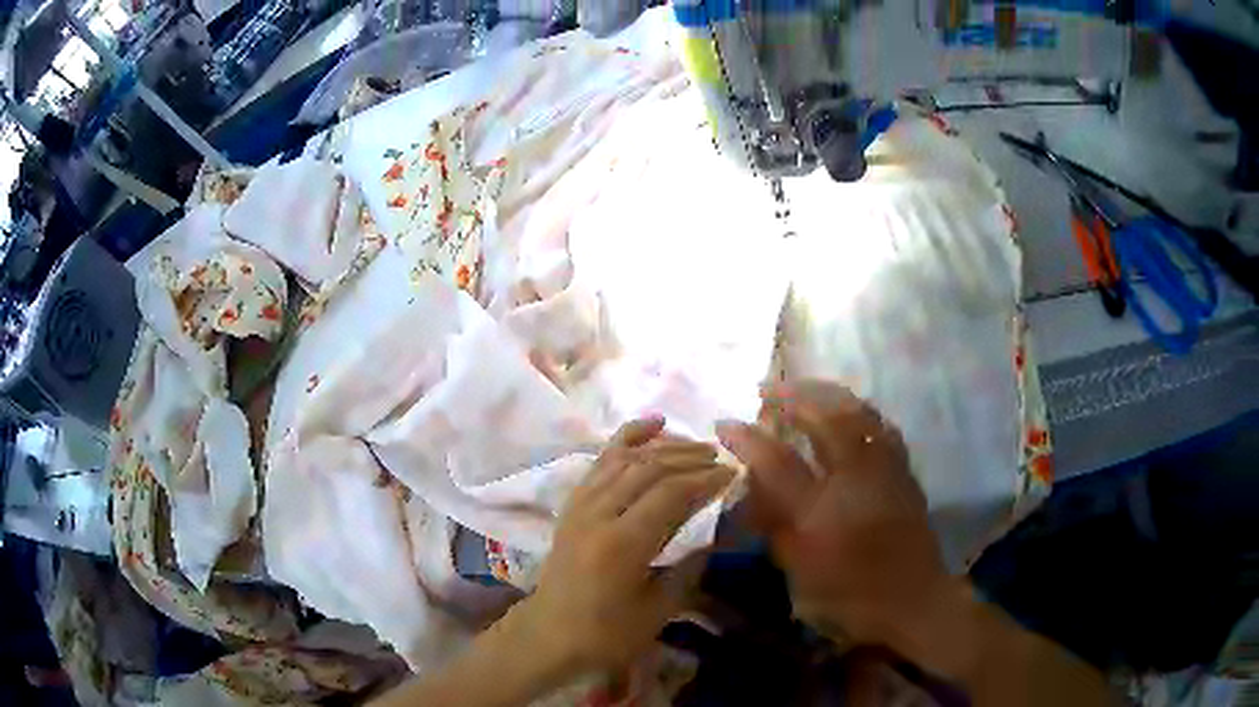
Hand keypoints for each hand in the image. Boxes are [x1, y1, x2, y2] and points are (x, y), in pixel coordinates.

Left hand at [510, 418, 734, 674]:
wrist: (549, 635)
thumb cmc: (606, 633)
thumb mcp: (658, 610)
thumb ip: (689, 567)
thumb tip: (714, 533)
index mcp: (621, 544)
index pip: (670, 493)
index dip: (706, 479)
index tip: (734, 475)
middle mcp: (598, 514)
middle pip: (649, 469)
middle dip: (690, 459)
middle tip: (721, 461)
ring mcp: (580, 505)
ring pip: (626, 459)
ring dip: (665, 449)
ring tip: (697, 448)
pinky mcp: (572, 504)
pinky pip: (601, 462)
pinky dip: (627, 439)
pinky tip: (651, 425)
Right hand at [716, 380, 947, 646]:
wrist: (914, 602)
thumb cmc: (851, 599)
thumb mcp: (800, 578)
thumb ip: (776, 532)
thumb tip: (753, 495)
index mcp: (822, 512)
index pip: (777, 463)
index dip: (748, 440)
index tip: (724, 424)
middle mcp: (855, 480)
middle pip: (824, 420)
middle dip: (792, 397)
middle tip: (768, 389)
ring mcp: (884, 471)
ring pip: (858, 414)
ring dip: (828, 395)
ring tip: (807, 389)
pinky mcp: (904, 473)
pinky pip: (881, 427)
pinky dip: (860, 411)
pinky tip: (850, 412)